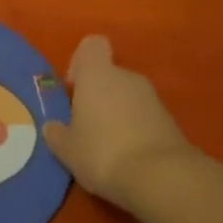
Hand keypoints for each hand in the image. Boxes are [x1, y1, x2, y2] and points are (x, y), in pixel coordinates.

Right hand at [42, 36, 195, 213]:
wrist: (160, 176)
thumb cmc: (102, 152)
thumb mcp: (67, 150)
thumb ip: (57, 134)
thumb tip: (52, 127)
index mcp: (98, 74)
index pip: (92, 45)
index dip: (80, 62)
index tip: (73, 89)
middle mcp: (127, 77)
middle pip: (109, 75)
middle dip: (97, 96)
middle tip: (86, 127)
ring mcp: (153, 98)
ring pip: (127, 97)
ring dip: (117, 115)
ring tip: (106, 148)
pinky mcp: (170, 120)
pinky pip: (144, 117)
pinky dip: (135, 130)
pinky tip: (128, 158)